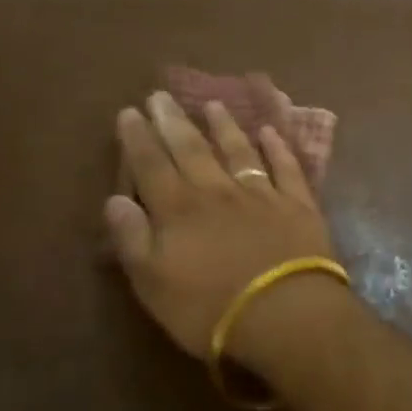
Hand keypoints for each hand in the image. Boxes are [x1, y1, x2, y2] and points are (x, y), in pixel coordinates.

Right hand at [105, 91, 341, 363]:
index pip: (151, 166)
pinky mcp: (297, 204)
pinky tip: (271, 131)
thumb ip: (132, 239)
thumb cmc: (209, 309)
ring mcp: (260, 193)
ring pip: (238, 150)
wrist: (285, 315)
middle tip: (161, 95)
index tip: (130, 111)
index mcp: (179, 210)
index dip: (138, 138)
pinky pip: (285, 167)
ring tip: (213, 104)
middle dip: (173, 121)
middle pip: (191, 149)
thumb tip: (114, 200)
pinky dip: (277, 147)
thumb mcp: (153, 284)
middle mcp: (217, 191)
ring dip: (224, 126)